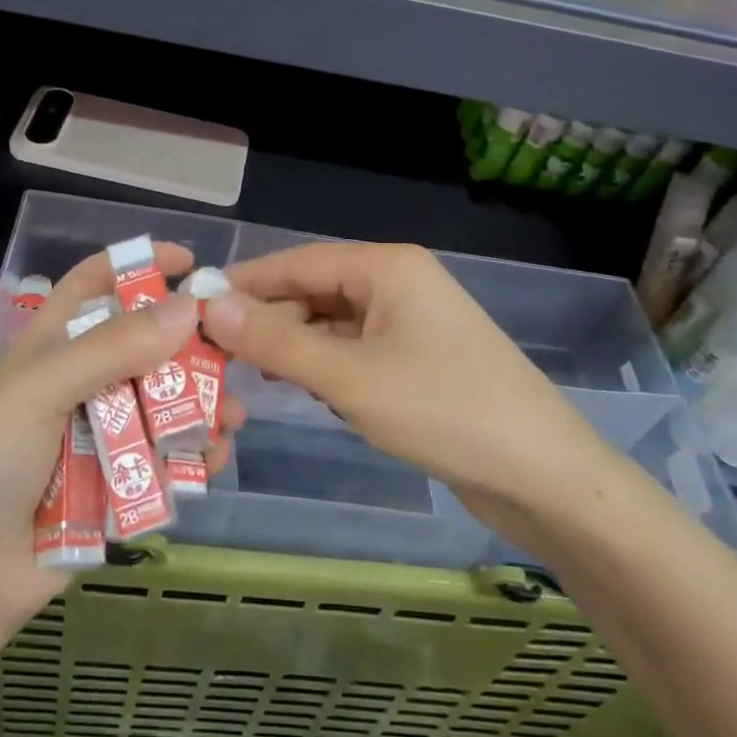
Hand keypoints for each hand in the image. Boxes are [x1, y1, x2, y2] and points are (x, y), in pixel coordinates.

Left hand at [0, 243, 242, 630]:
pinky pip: (165, 463)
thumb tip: (189, 307)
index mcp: (53, 349)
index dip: (137, 265)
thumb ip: (113, 349)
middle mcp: (82, 386)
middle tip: (233, 349)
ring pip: (164, 407)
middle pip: (145, 348)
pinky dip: (192, 459)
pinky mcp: (117, 490)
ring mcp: (101, 440)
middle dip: (189, 346)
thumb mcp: (40, 391)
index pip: (94, 286)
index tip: (191, 263)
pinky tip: (211, 461)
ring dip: (201, 406)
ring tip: (231, 415)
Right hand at [202, 243, 621, 538]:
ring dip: (292, 345)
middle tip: (212, 353)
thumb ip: (276, 340)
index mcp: (386, 267)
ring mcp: (410, 322)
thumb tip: (209, 305)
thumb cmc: (444, 411)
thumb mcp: (349, 376)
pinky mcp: (417, 359)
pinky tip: (301, 388)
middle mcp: (398, 283)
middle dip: (266, 319)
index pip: (298, 262)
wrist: (542, 475)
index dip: (244, 282)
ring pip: (332, 323)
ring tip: (246, 373)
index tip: (193, 305)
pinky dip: (323, 365)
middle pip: (314, 290)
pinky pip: (354, 349)